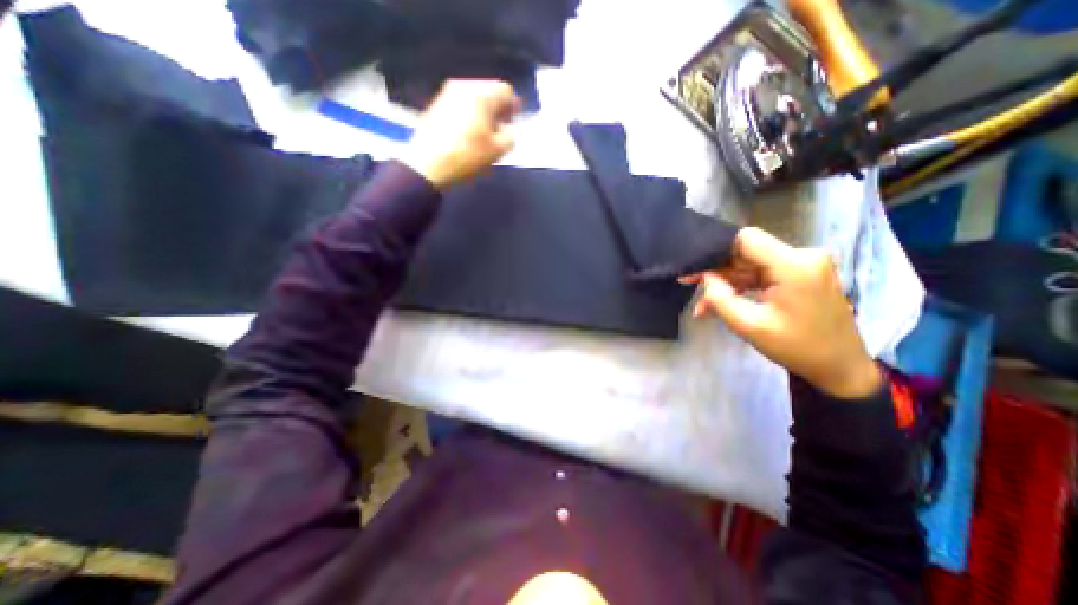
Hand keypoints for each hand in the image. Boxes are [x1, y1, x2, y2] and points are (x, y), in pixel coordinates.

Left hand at [401, 77, 525, 188]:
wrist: (428, 164)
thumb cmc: (467, 156)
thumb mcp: (497, 151)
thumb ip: (510, 137)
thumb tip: (509, 131)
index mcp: (482, 94)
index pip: (506, 90)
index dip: (513, 107)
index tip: (514, 124)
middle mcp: (464, 86)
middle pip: (489, 92)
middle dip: (498, 110)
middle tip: (501, 131)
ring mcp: (447, 94)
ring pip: (474, 98)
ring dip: (484, 113)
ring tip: (485, 136)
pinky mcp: (437, 105)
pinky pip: (461, 104)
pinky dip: (470, 115)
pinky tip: (468, 135)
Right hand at [685, 224, 878, 396]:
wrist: (840, 368)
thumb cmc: (797, 348)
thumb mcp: (749, 326)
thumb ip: (720, 298)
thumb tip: (704, 277)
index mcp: (794, 265)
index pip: (746, 239)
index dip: (716, 248)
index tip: (693, 264)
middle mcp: (802, 256)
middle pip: (746, 252)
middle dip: (716, 269)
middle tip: (687, 282)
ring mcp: (803, 265)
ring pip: (750, 265)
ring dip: (725, 283)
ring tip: (702, 304)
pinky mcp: (800, 275)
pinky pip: (761, 275)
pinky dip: (741, 288)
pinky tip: (721, 304)